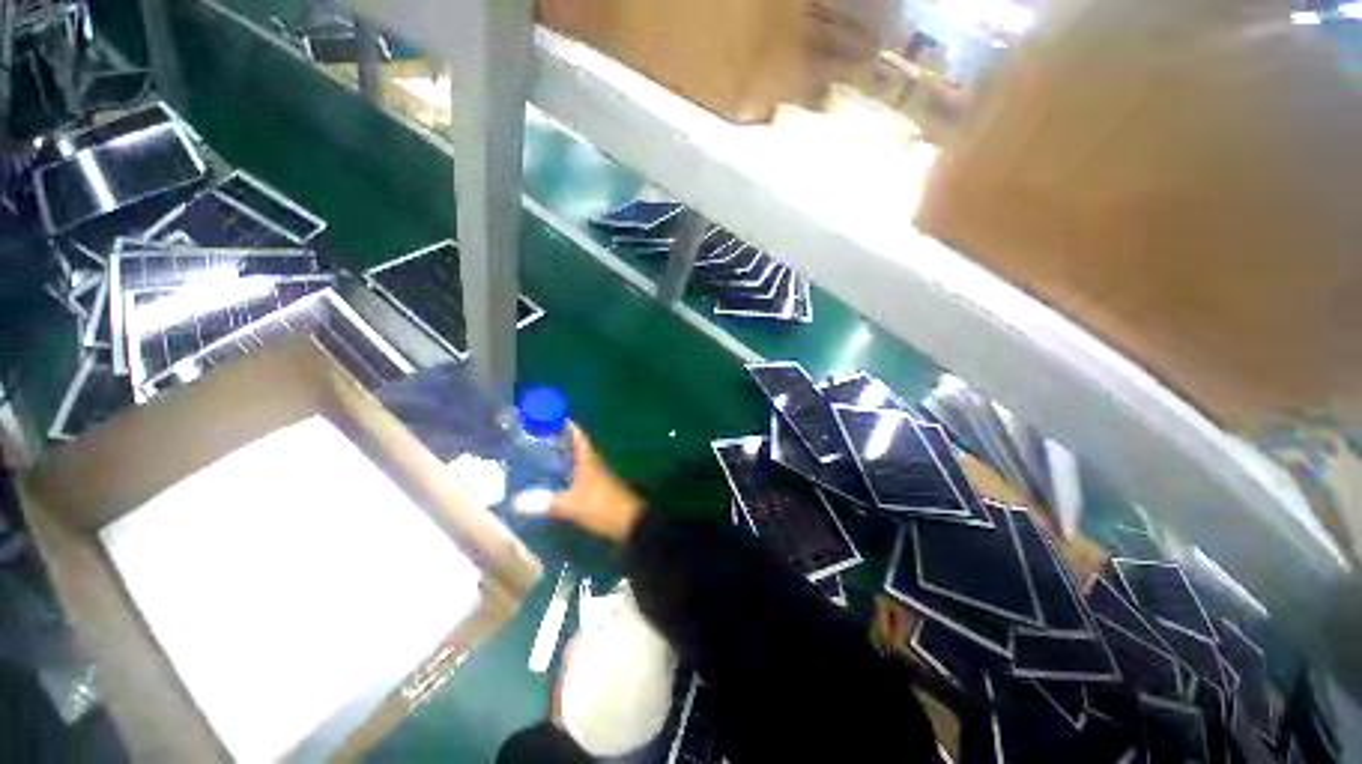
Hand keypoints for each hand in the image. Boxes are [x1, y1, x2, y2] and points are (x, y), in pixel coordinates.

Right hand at [514, 423, 643, 541]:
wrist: (629, 522)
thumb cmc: (602, 506)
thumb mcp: (572, 505)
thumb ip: (546, 502)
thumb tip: (515, 502)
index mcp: (588, 459)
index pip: (577, 435)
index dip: (564, 424)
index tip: (546, 417)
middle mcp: (592, 462)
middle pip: (574, 445)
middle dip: (557, 439)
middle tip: (534, 436)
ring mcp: (595, 474)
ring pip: (575, 458)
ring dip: (561, 454)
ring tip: (537, 453)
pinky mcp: (595, 487)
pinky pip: (577, 472)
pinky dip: (565, 469)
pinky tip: (552, 476)